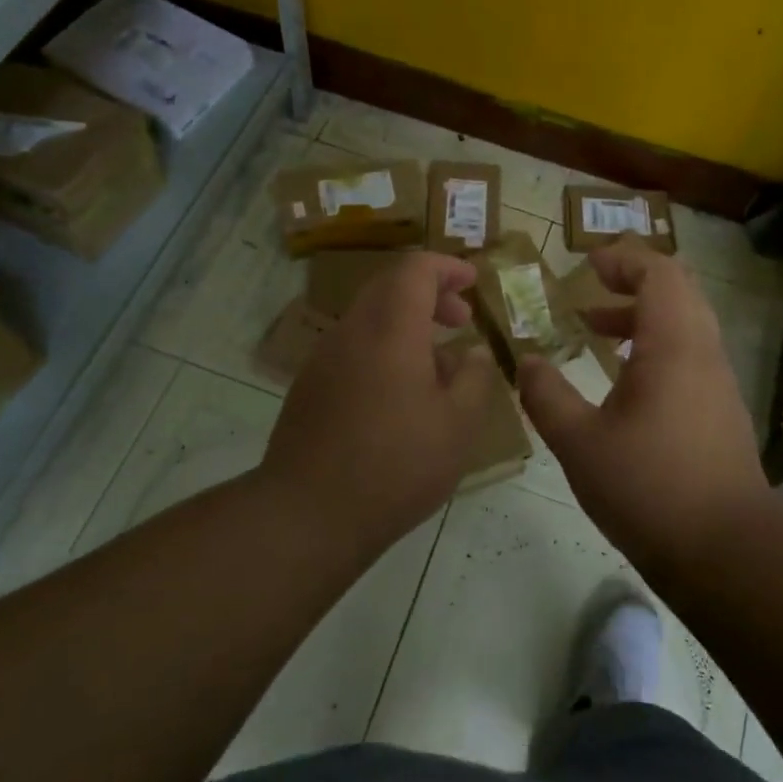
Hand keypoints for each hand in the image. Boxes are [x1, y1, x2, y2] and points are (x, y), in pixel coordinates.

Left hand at [262, 252, 498, 551]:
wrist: (308, 514)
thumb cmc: (395, 465)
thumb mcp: (458, 425)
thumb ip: (474, 377)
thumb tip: (473, 352)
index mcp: (390, 328)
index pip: (416, 269)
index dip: (447, 267)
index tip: (474, 281)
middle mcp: (352, 330)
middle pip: (390, 286)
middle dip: (430, 292)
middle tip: (462, 319)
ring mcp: (325, 357)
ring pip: (370, 316)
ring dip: (407, 321)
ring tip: (440, 362)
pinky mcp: (311, 385)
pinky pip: (354, 345)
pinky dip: (385, 346)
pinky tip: (403, 391)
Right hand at [517, 241, 770, 570]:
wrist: (727, 553)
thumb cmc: (649, 488)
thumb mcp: (579, 443)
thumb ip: (547, 396)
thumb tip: (525, 362)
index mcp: (673, 345)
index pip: (659, 273)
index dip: (623, 259)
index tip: (587, 265)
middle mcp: (703, 352)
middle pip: (678, 289)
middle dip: (633, 279)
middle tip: (592, 287)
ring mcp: (718, 382)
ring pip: (685, 323)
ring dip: (642, 315)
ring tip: (596, 329)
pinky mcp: (721, 410)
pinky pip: (690, 353)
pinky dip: (656, 345)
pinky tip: (622, 379)